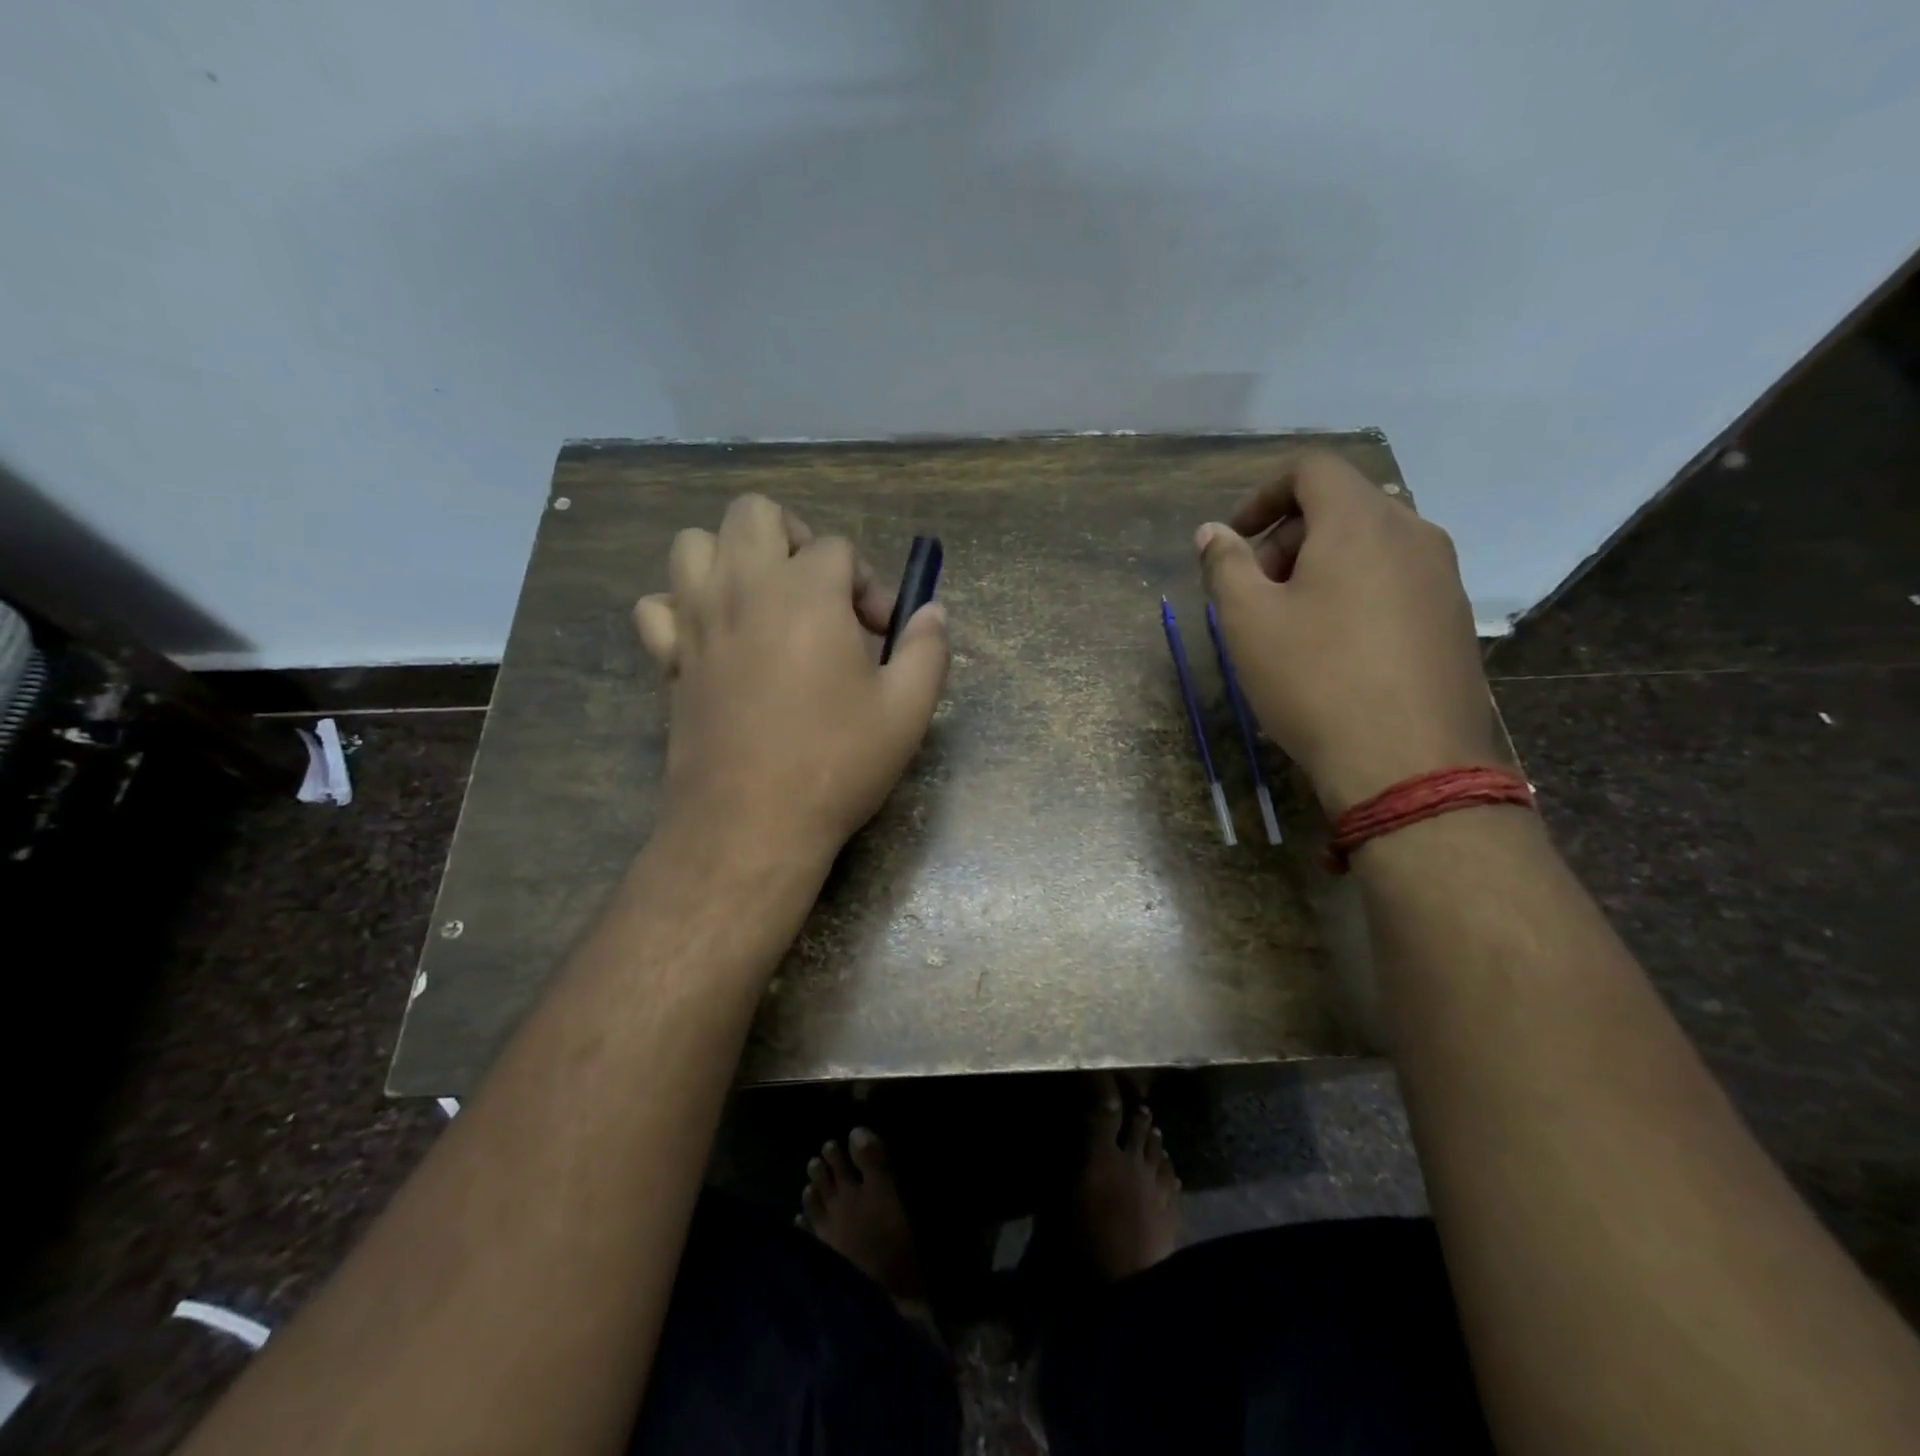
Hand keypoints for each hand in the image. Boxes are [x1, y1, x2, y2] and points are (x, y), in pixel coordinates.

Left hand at [632, 495, 948, 862]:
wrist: (751, 823)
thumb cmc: (835, 763)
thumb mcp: (907, 710)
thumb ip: (928, 648)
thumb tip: (933, 612)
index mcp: (807, 592)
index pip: (838, 549)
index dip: (868, 584)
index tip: (882, 634)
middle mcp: (744, 587)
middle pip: (755, 513)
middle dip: (795, 539)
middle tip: (821, 595)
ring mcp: (696, 619)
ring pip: (694, 544)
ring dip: (732, 559)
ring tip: (766, 605)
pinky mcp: (666, 658)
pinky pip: (658, 605)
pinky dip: (683, 608)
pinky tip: (714, 640)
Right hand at [1197, 452, 1497, 815]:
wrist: (1408, 762)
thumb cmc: (1314, 679)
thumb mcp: (1248, 621)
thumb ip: (1225, 565)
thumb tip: (1212, 532)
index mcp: (1361, 521)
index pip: (1312, 470)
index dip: (1263, 495)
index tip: (1234, 541)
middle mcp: (1414, 533)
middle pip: (1342, 507)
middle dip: (1287, 537)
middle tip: (1256, 591)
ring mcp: (1443, 576)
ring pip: (1371, 545)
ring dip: (1321, 566)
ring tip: (1291, 623)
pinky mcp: (1455, 618)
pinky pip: (1395, 580)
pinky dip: (1355, 591)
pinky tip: (1335, 648)